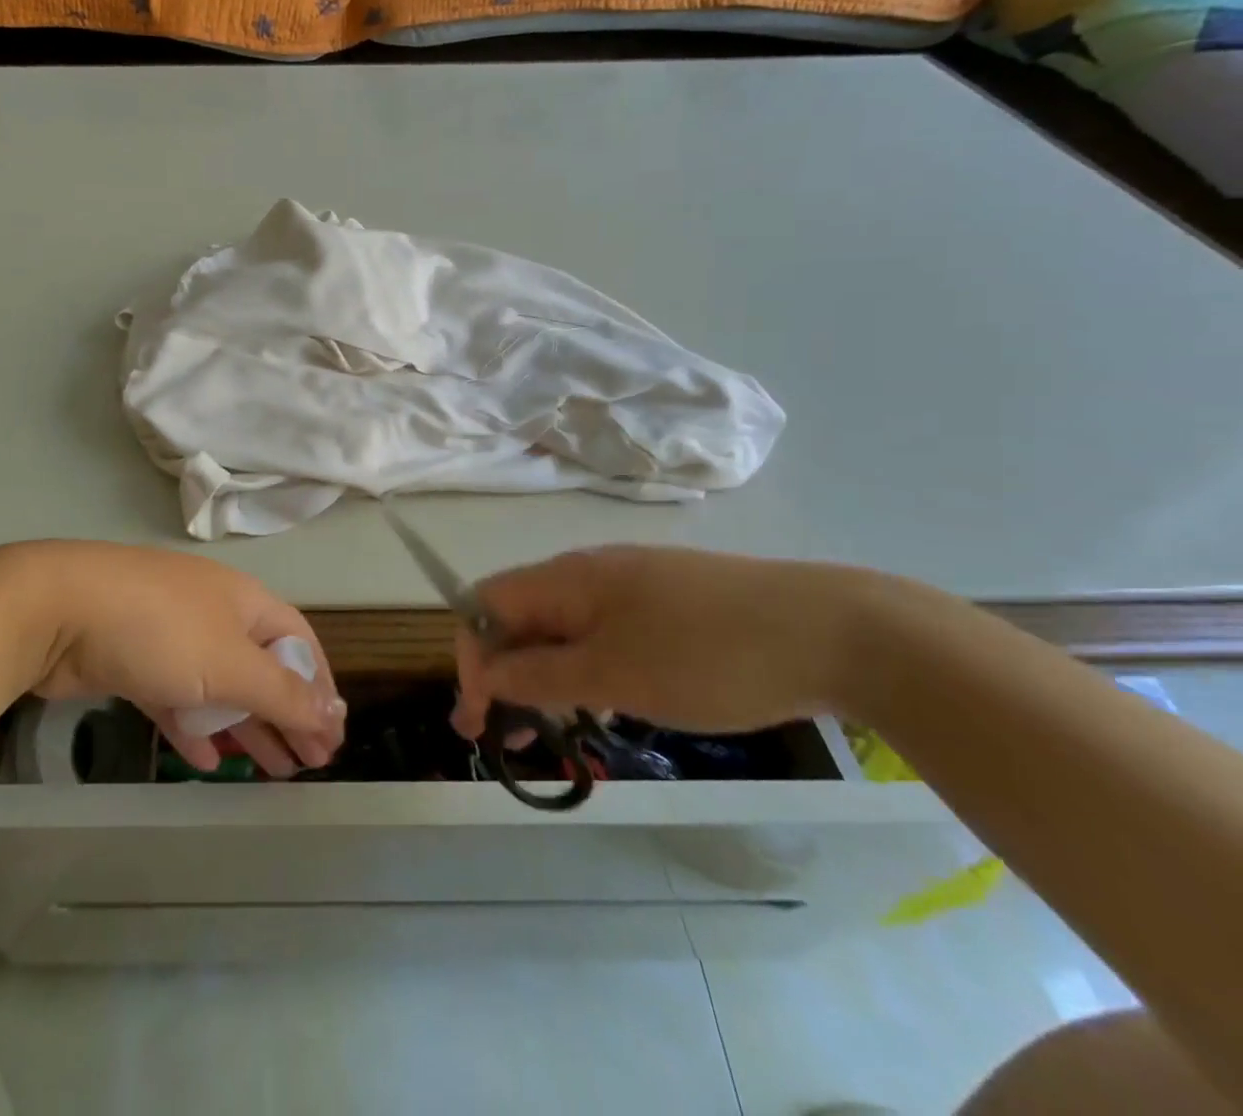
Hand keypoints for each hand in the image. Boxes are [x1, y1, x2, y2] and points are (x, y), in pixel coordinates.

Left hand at [27, 542, 346, 776]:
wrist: (58, 610)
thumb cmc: (160, 630)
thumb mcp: (230, 663)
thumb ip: (282, 692)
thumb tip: (333, 713)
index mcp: (245, 602)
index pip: (298, 642)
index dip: (320, 687)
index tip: (332, 736)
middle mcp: (213, 614)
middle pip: (262, 668)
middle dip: (287, 714)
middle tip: (308, 765)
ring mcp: (171, 637)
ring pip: (220, 687)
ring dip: (246, 727)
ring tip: (271, 771)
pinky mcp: (134, 662)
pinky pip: (177, 698)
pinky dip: (195, 727)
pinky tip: (206, 761)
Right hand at [451, 545, 907, 739]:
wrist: (837, 632)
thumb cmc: (709, 655)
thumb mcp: (613, 674)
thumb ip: (538, 674)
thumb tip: (483, 672)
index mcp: (567, 578)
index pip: (486, 604)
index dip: (471, 656)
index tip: (479, 718)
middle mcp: (590, 573)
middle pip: (521, 616)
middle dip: (503, 672)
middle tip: (506, 736)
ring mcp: (632, 586)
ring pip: (563, 628)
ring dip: (544, 675)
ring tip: (554, 729)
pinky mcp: (667, 604)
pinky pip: (603, 633)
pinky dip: (586, 669)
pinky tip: (608, 704)